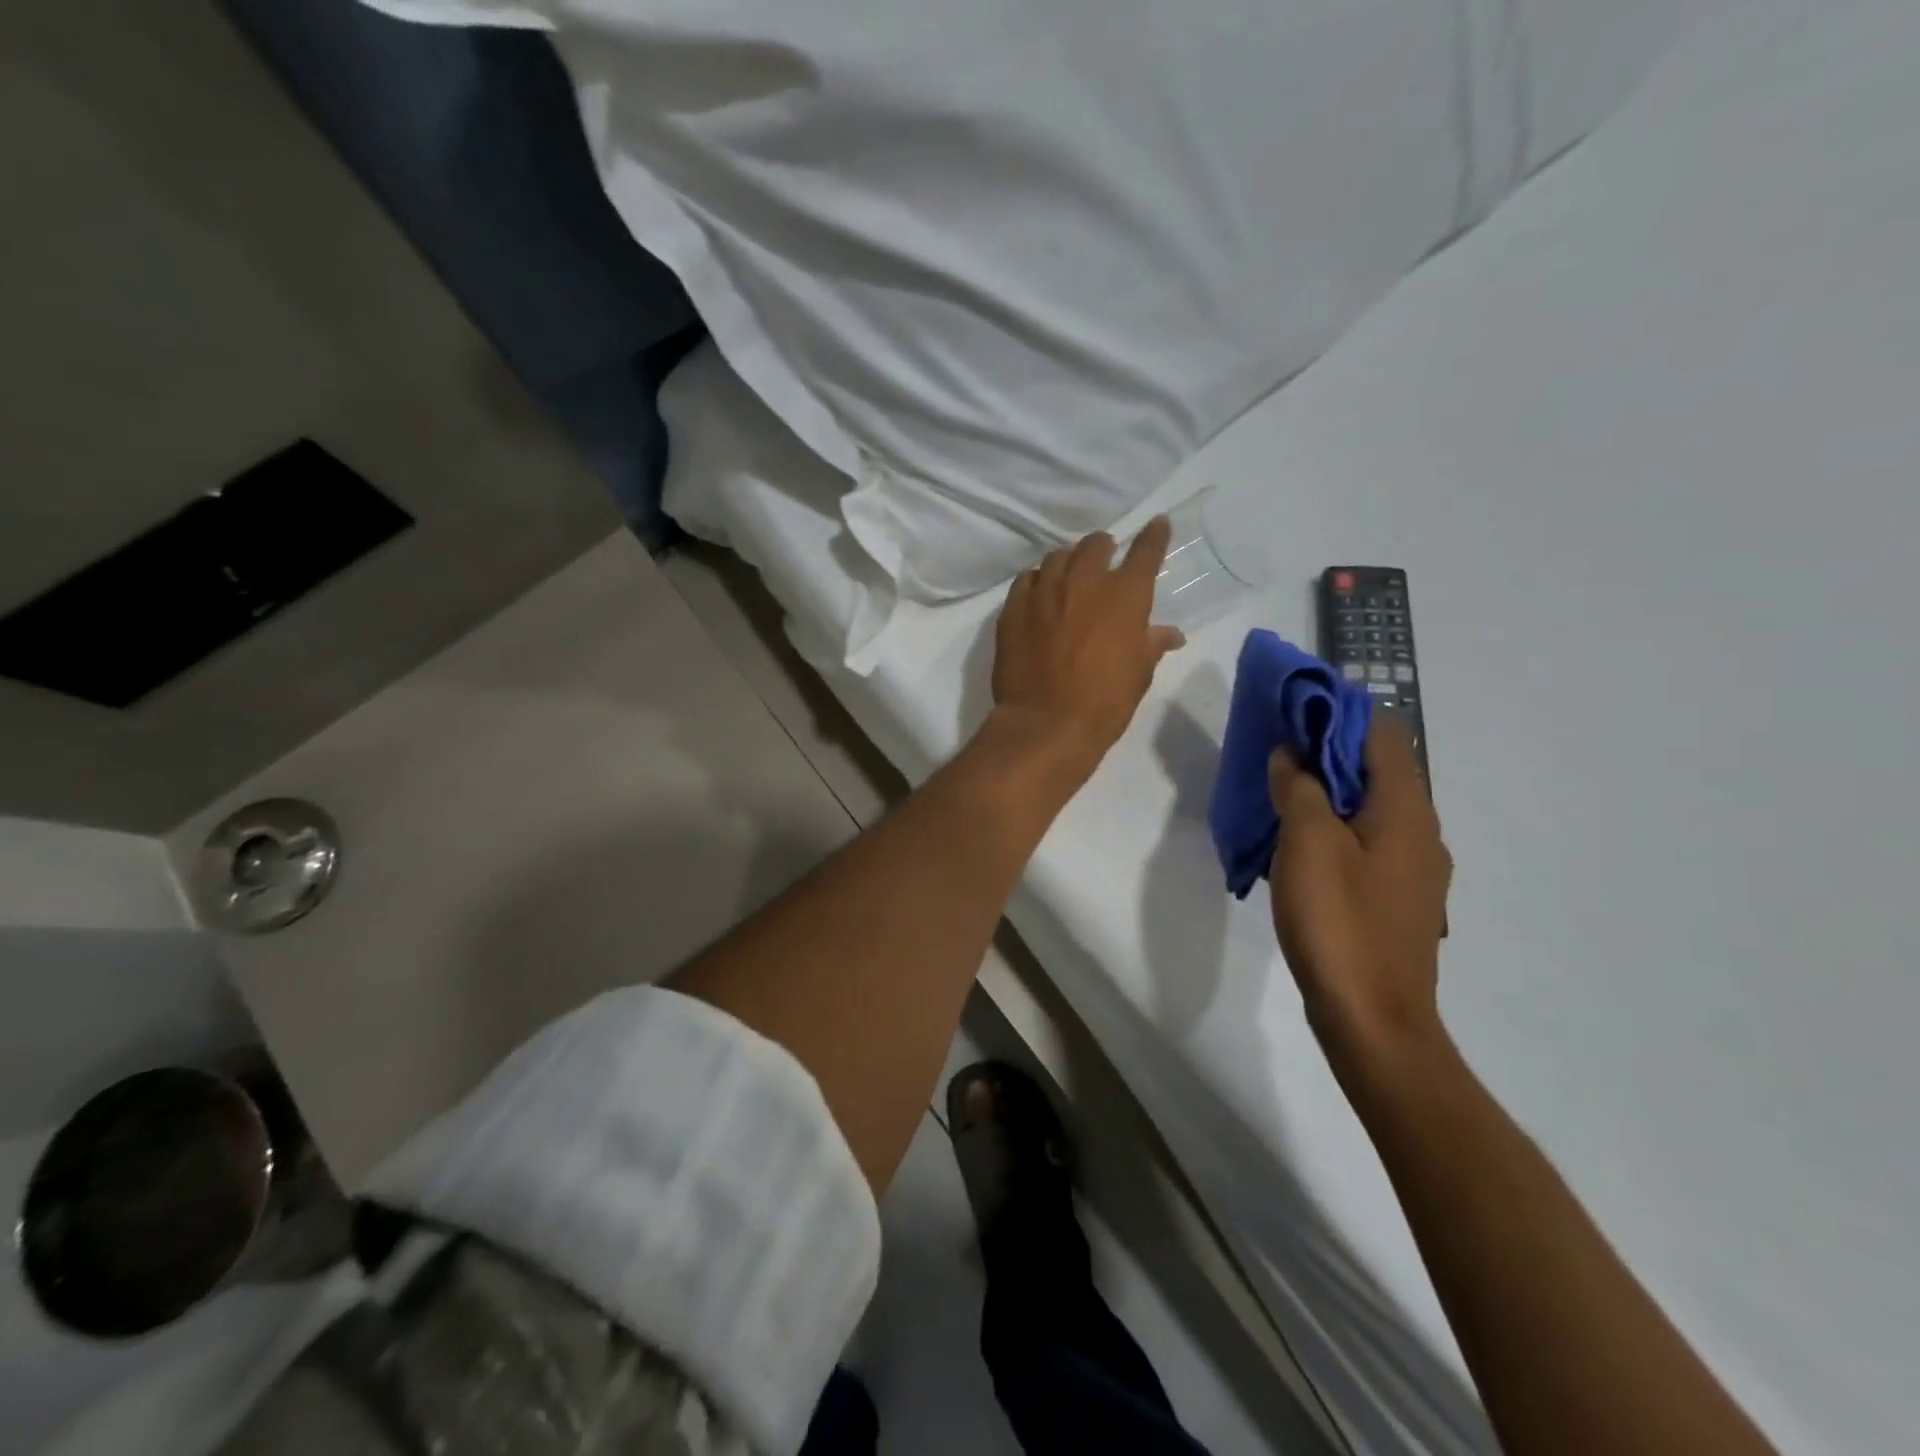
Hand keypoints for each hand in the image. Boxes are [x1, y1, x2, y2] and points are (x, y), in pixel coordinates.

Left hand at [991, 518, 1185, 772]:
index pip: (1146, 551)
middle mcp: (1085, 581)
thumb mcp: (1139, 674)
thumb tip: (1170, 634)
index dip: (1154, 535)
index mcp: (1125, 595)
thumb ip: (1152, 644)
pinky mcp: (1014, 606)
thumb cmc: (1105, 702)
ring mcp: (1045, 590)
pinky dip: (1038, 580)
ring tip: (1070, 577)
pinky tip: (1039, 593)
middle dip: (1103, 549)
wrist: (1046, 723)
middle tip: (1104, 560)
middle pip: (1095, 544)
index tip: (1157, 524)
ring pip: (1058, 557)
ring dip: (1069, 562)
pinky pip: (1027, 578)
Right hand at [1267, 714, 1452, 1070]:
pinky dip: (1334, 826)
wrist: (1373, 1018)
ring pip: (1369, 807)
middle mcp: (1420, 832)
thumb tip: (1289, 755)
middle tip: (1276, 748)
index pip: (1381, 733)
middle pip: (1377, 768)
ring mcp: (1412, 869)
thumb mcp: (1307, 845)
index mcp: (1405, 810)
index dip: (1340, 711)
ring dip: (1327, 790)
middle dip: (1328, 750)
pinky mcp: (1396, 898)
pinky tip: (1299, 844)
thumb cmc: (1340, 923)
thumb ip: (1298, 789)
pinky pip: (1365, 841)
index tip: (1294, 708)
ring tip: (1280, 790)